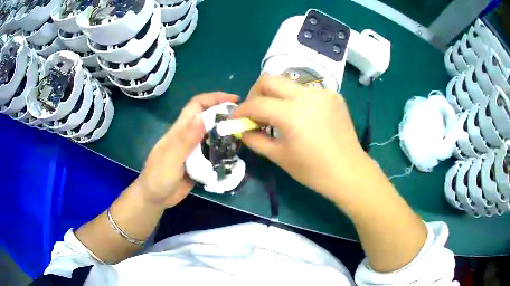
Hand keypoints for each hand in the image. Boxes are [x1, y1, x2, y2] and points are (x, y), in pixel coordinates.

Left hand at [135, 92, 238, 207]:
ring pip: (213, 135)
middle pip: (208, 118)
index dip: (214, 98)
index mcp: (180, 130)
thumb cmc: (158, 177)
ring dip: (227, 132)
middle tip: (244, 119)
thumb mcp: (171, 158)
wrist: (155, 198)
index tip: (234, 99)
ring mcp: (194, 150)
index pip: (197, 105)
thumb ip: (185, 140)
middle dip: (224, 113)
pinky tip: (235, 154)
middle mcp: (188, 136)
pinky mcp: (199, 163)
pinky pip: (214, 152)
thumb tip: (203, 118)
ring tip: (244, 135)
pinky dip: (224, 150)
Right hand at [234, 74, 376, 202]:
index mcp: (291, 114)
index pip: (256, 104)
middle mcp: (306, 95)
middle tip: (254, 110)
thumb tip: (242, 128)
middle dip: (255, 93)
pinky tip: (300, 115)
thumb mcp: (279, 156)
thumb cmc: (313, 170)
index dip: (241, 110)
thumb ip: (254, 139)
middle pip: (269, 79)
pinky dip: (296, 99)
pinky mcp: (333, 95)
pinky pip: (306, 90)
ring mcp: (322, 92)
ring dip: (276, 95)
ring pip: (288, 83)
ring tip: (277, 114)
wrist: (349, 171)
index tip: (236, 117)